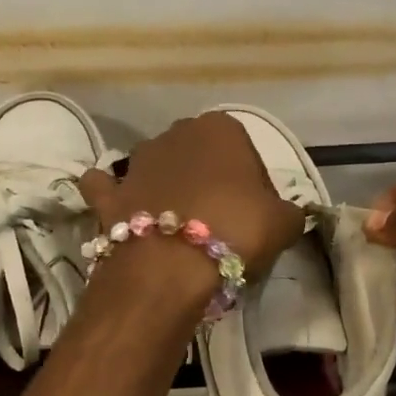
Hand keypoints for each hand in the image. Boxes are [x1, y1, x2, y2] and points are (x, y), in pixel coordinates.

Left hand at [79, 113, 303, 279]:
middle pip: (200, 158)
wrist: (169, 267)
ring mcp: (136, 162)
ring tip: (180, 229)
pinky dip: (115, 198)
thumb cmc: (235, 231)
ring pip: (156, 169)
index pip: (246, 154)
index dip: (254, 188)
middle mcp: (175, 133)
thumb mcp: (284, 223)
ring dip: (166, 188)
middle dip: (209, 183)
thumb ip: (287, 211)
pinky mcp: (108, 194)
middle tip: (221, 224)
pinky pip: (109, 190)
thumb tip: (280, 215)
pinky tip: (124, 213)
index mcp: (221, 128)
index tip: (256, 218)